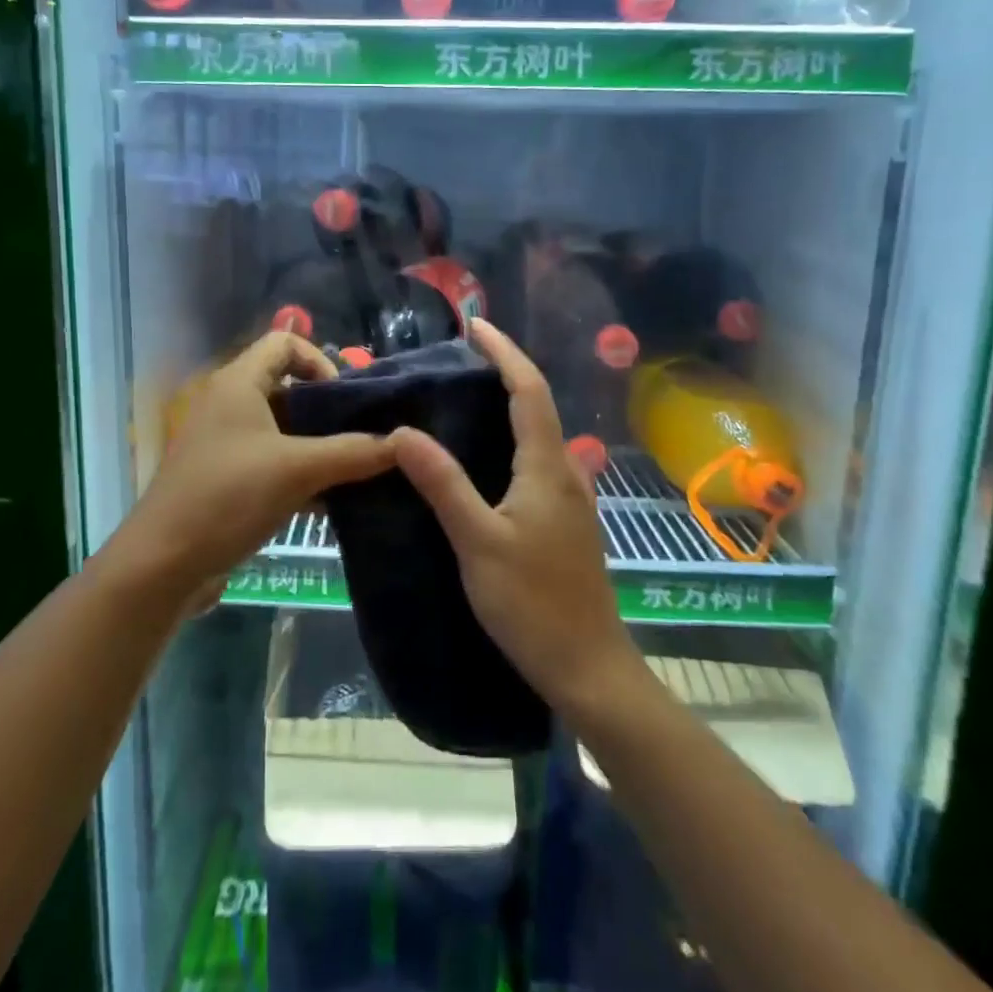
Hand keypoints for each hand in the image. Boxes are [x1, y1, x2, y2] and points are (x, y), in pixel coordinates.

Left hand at [129, 331, 395, 597]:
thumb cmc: (228, 497)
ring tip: (356, 469)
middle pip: (287, 387)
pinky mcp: (225, 478)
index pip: (284, 342)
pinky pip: (271, 462)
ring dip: (318, 446)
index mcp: (238, 383)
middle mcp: (229, 404)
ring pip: (282, 430)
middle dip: (328, 409)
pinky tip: (330, 502)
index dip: (320, 360)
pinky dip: (300, 473)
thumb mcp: (298, 470)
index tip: (347, 399)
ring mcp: (225, 443)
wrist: (162, 565)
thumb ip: (353, 452)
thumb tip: (403, 442)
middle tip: (363, 435)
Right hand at [390, 319, 642, 719]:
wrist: (588, 667)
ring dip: (509, 405)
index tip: (476, 324)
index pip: (529, 389)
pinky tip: (485, 460)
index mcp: (547, 466)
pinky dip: (512, 439)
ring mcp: (571, 498)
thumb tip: (404, 431)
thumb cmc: (532, 604)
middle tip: (460, 359)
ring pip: (539, 434)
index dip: (504, 351)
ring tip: (466, 400)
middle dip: (504, 372)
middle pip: (538, 405)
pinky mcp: (566, 522)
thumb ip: (443, 484)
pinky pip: (537, 461)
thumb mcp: (478, 542)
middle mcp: (565, 472)